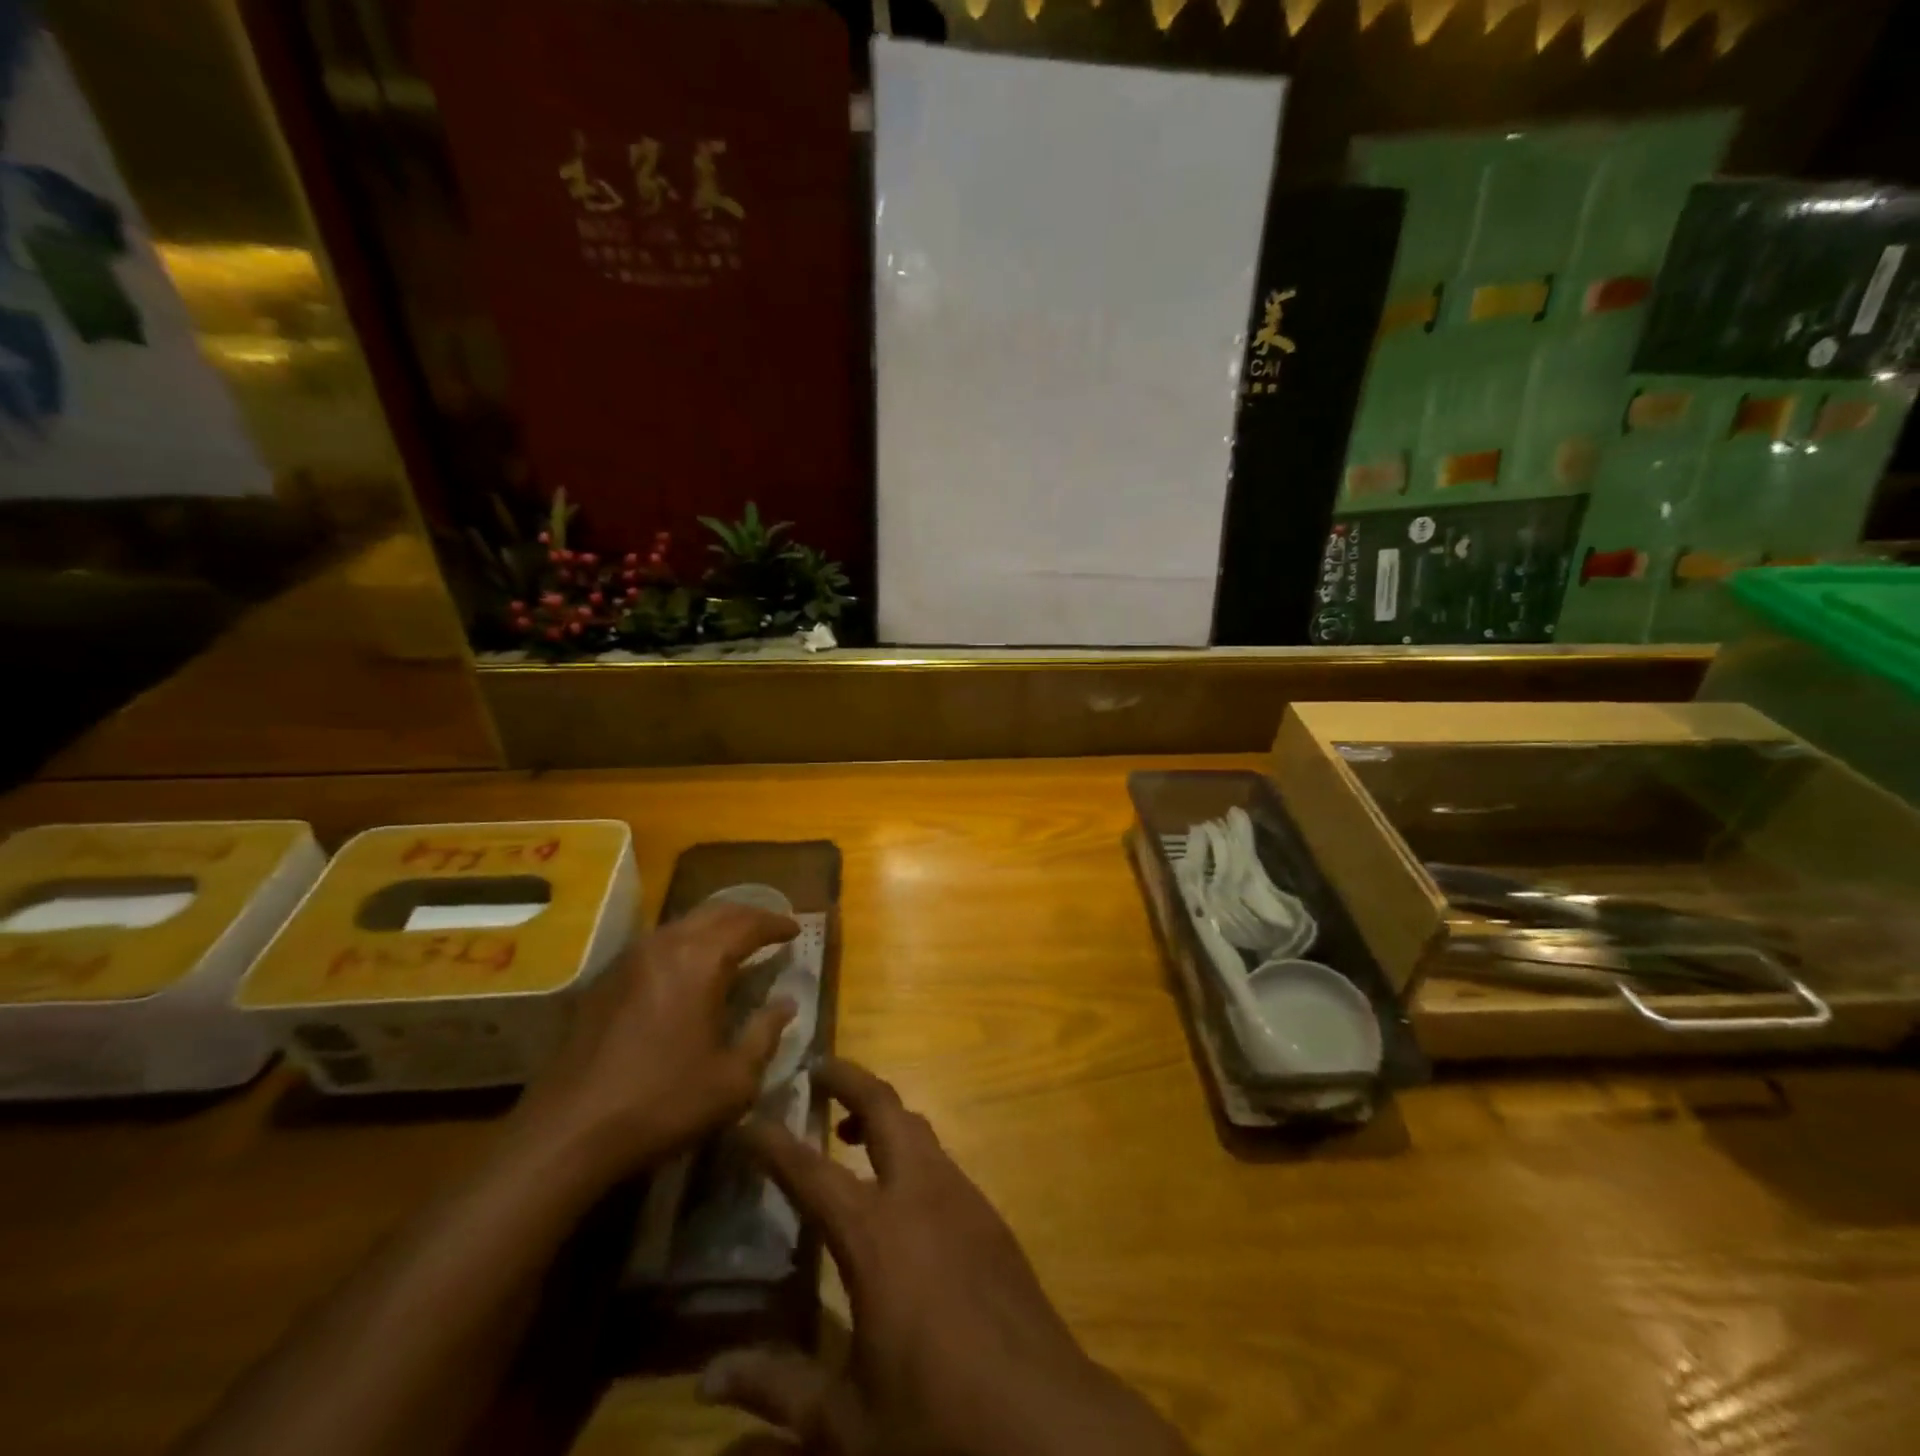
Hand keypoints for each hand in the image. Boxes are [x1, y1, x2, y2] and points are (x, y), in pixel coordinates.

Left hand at [513, 902, 798, 1178]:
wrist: (567, 1133)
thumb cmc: (662, 1103)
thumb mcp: (733, 1080)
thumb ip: (765, 1034)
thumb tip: (786, 1004)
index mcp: (700, 960)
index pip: (748, 925)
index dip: (776, 924)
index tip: (796, 929)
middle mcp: (664, 946)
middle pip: (714, 912)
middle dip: (747, 915)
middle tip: (770, 928)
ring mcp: (627, 961)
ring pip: (681, 924)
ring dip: (713, 927)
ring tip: (733, 944)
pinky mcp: (603, 982)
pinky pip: (656, 945)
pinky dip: (684, 945)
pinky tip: (687, 970)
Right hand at [703, 1058, 1193, 1455]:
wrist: (1050, 1425)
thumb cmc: (937, 1421)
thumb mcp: (847, 1423)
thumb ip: (778, 1390)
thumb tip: (706, 1382)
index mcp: (876, 1235)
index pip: (812, 1171)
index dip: (775, 1143)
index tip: (748, 1119)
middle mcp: (921, 1196)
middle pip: (886, 1109)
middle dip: (850, 1079)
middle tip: (818, 1068)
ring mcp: (964, 1200)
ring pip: (920, 1129)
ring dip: (884, 1115)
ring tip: (852, 1127)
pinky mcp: (992, 1219)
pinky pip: (943, 1162)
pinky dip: (913, 1150)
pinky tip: (903, 1193)